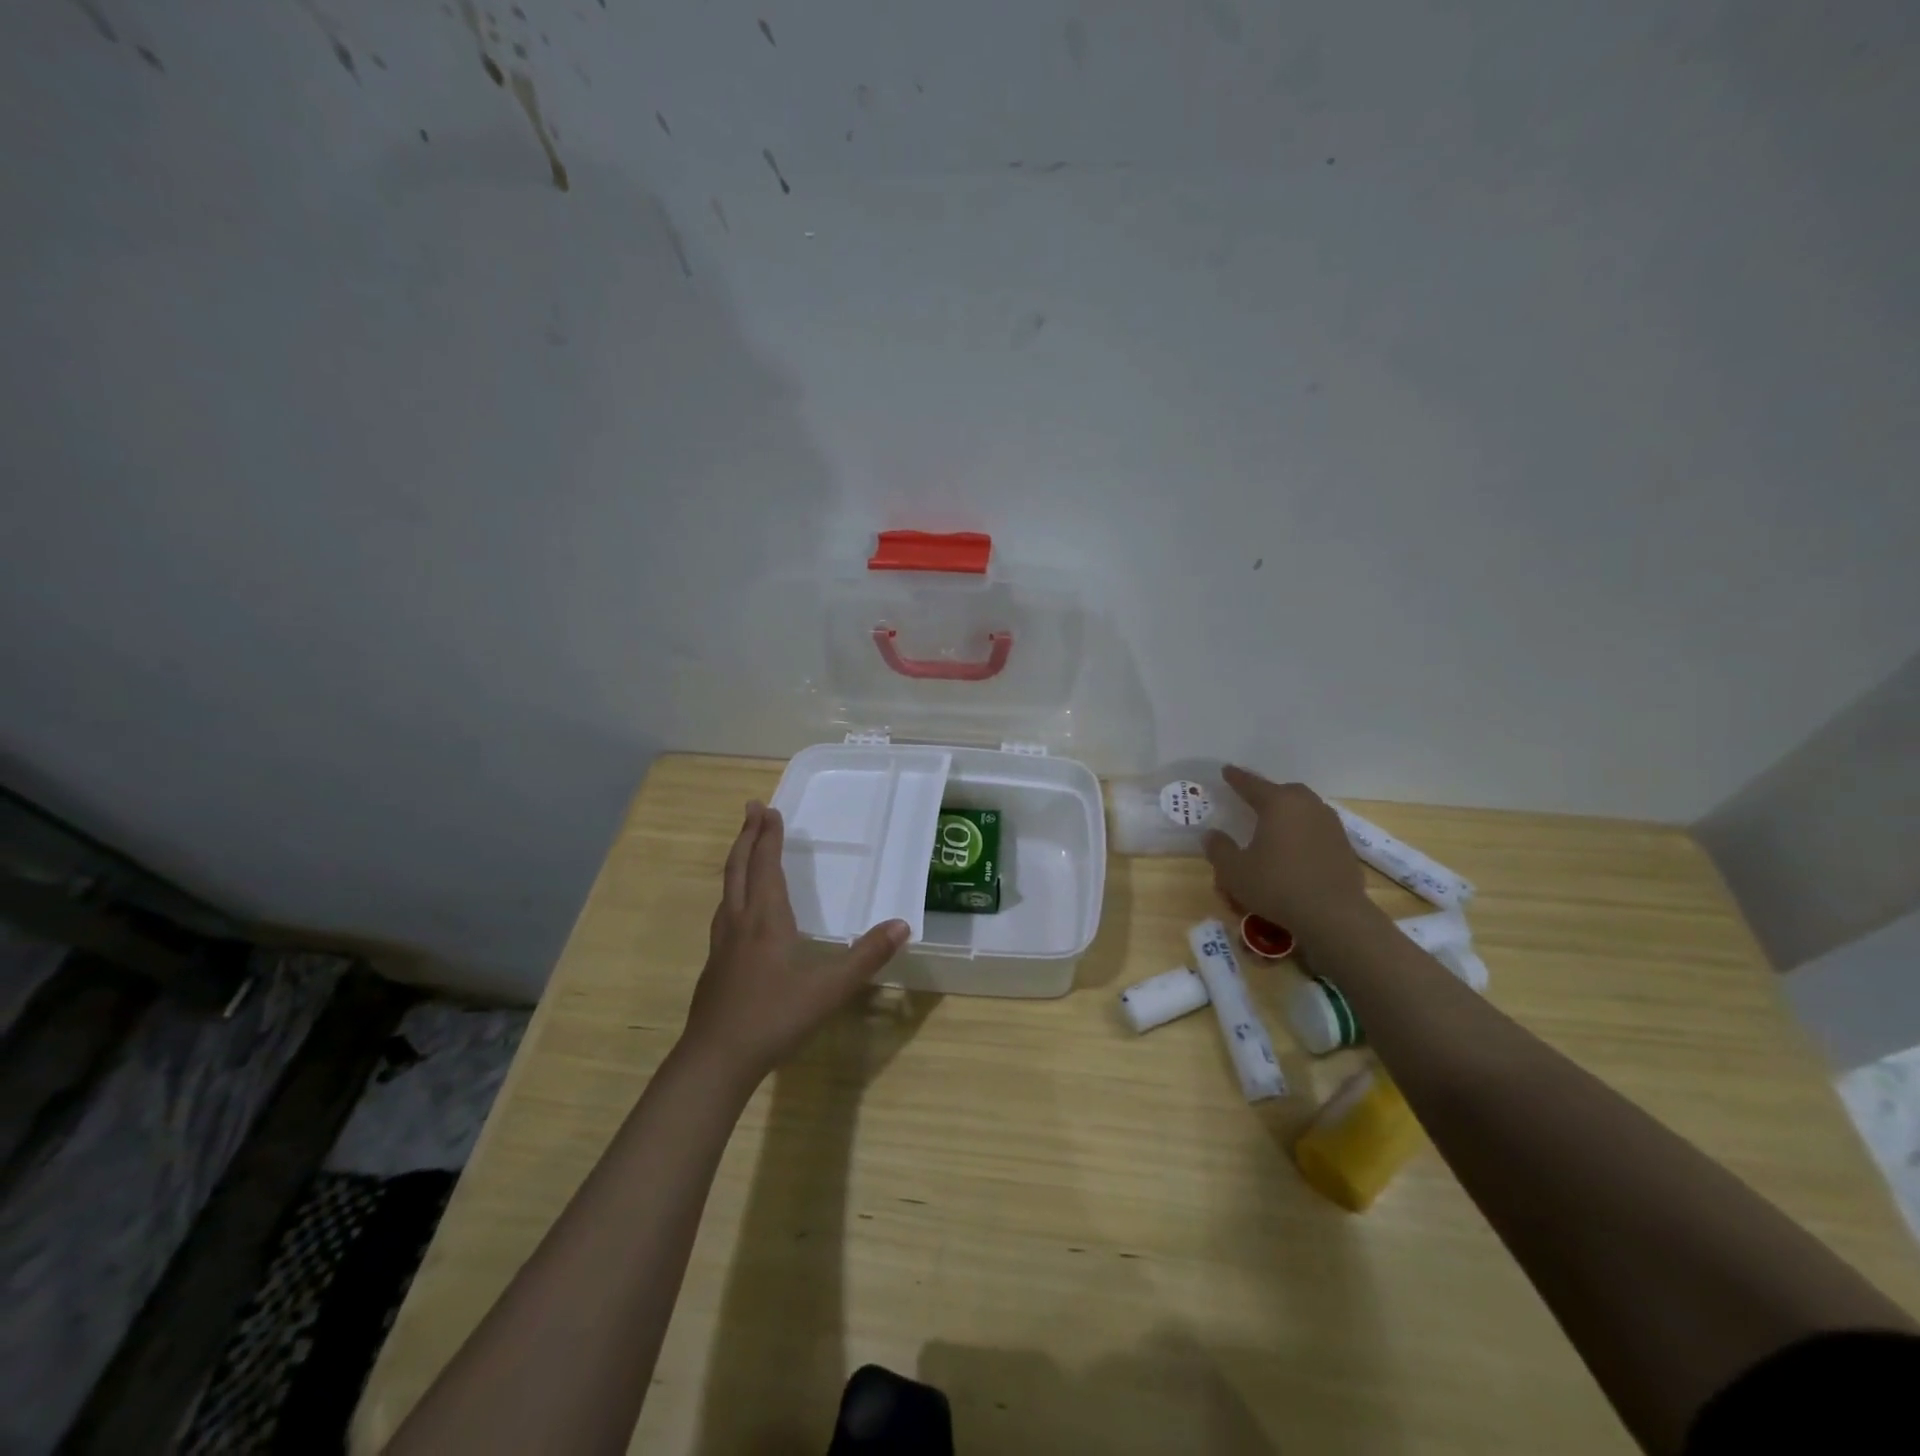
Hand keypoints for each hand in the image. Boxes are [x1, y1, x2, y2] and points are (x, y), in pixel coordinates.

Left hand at [683, 802, 910, 1085]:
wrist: (716, 1059)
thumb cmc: (775, 1017)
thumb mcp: (830, 988)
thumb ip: (867, 956)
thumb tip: (902, 924)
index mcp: (765, 919)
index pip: (766, 866)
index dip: (768, 836)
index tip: (769, 809)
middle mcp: (739, 922)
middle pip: (739, 868)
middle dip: (747, 836)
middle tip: (752, 809)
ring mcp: (721, 944)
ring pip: (727, 889)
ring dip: (738, 860)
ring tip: (746, 848)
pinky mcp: (715, 964)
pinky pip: (724, 911)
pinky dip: (733, 891)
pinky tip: (738, 910)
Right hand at [1202, 767, 1371, 941]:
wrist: (1333, 915)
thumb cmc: (1277, 886)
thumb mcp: (1234, 871)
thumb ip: (1219, 849)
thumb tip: (1212, 835)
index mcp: (1278, 803)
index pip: (1251, 784)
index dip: (1236, 778)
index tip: (1226, 770)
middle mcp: (1307, 806)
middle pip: (1284, 792)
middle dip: (1268, 795)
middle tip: (1253, 803)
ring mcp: (1330, 825)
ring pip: (1305, 809)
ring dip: (1288, 814)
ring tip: (1275, 829)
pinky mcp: (1344, 846)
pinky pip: (1317, 830)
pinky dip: (1304, 834)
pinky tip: (1295, 852)